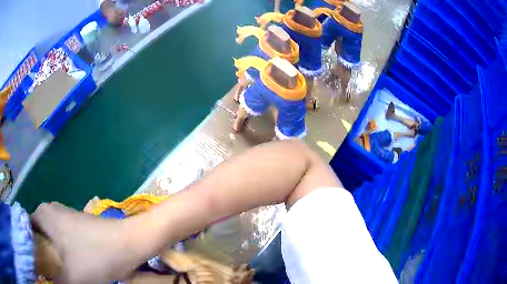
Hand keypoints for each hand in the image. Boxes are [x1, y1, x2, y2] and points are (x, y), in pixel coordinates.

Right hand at [31, 202, 138, 282]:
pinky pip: (64, 239)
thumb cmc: (96, 257)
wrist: (128, 243)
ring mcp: (65, 215)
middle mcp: (51, 210)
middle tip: (51, 272)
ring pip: (52, 238)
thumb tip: (51, 282)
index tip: (40, 266)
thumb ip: (57, 282)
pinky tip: (72, 264)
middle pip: (40, 236)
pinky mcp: (78, 223)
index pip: (28, 231)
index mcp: (43, 214)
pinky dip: (64, 252)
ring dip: (55, 255)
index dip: (33, 250)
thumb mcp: (71, 277)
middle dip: (44, 254)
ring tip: (61, 271)